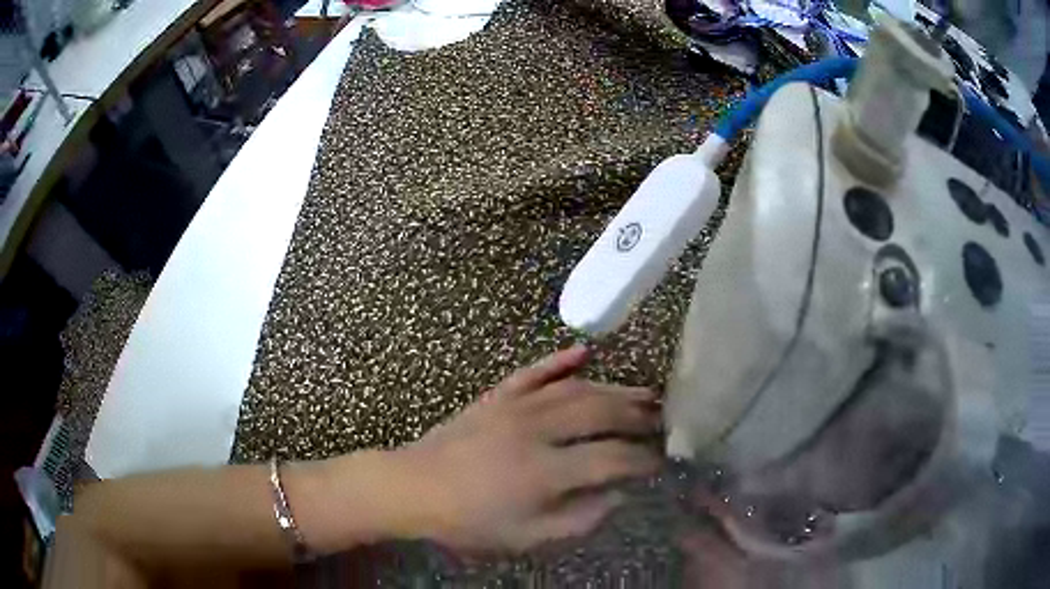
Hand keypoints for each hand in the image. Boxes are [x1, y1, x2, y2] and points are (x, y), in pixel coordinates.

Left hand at [396, 345, 661, 553]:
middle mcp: (536, 430)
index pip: (611, 458)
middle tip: (664, 418)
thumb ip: (578, 519)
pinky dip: (560, 360)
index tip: (662, 462)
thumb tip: (619, 496)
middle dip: (639, 415)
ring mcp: (515, 406)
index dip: (642, 460)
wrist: (414, 488)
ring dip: (614, 388)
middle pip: (601, 412)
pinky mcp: (496, 396)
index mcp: (545, 471)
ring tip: (644, 392)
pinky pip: (534, 371)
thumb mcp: (526, 537)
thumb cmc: (470, 521)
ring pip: (575, 388)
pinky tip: (584, 351)